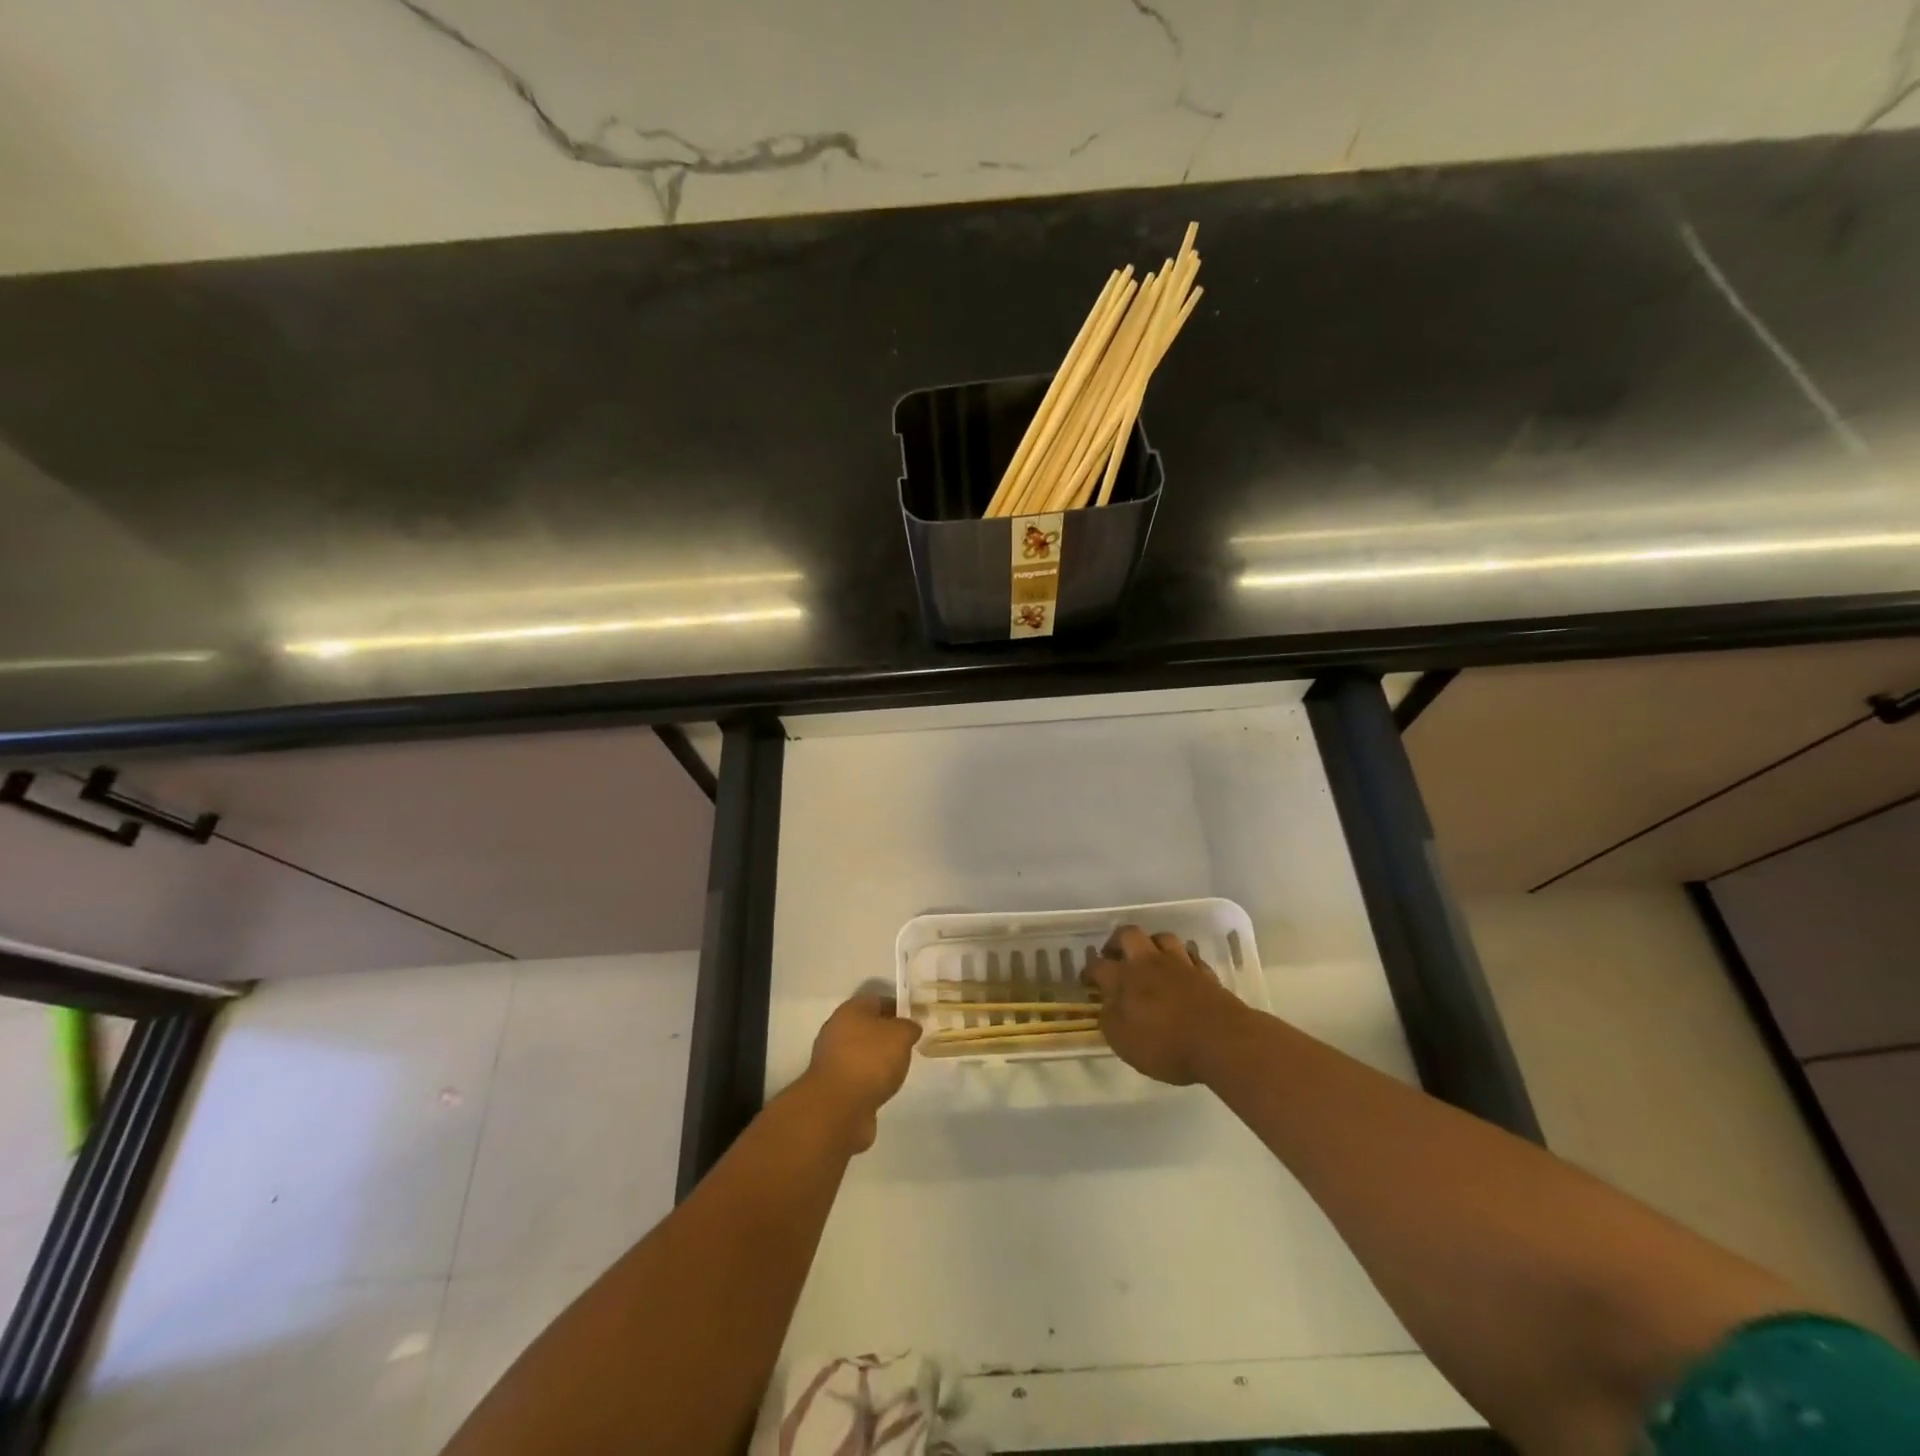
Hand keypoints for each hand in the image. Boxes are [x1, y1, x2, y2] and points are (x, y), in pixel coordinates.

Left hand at [797, 993, 922, 1152]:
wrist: (837, 1108)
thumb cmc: (870, 1060)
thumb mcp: (901, 1035)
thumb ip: (909, 1027)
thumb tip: (909, 1028)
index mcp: (850, 1010)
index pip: (878, 1001)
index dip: (899, 1008)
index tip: (916, 1021)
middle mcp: (837, 1030)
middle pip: (868, 1026)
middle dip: (888, 1035)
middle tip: (909, 1046)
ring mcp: (832, 1060)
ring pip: (862, 1052)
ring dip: (879, 1059)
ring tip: (899, 1069)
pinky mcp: (832, 1086)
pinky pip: (858, 1076)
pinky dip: (870, 1080)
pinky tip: (884, 1088)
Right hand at [1083, 925, 1247, 1084]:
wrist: (1221, 1040)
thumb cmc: (1165, 1044)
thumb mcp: (1124, 1042)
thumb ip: (1109, 1020)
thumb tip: (1105, 1005)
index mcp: (1124, 978)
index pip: (1098, 966)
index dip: (1089, 971)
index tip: (1087, 981)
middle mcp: (1149, 962)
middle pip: (1128, 934)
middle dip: (1117, 942)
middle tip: (1114, 956)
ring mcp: (1179, 963)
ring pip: (1161, 938)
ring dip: (1151, 944)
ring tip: (1149, 958)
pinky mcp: (1204, 972)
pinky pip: (1189, 955)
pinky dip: (1181, 959)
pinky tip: (1181, 970)